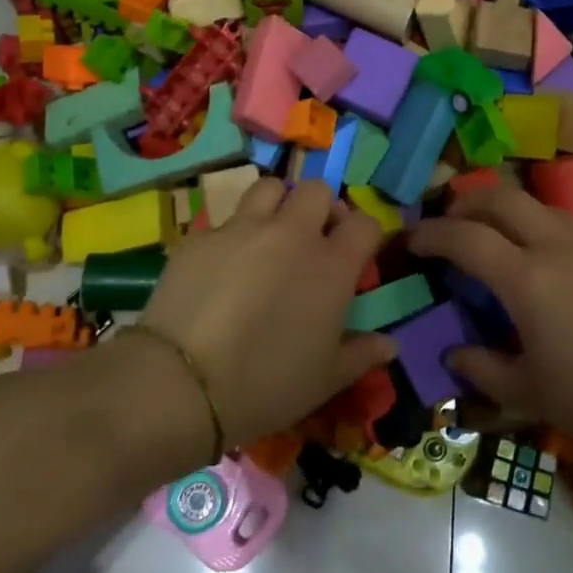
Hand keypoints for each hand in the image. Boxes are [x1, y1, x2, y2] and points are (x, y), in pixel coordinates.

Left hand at [141, 178, 394, 447]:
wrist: (182, 384)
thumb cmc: (266, 385)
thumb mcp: (325, 379)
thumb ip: (361, 354)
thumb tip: (390, 346)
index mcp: (331, 266)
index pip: (365, 223)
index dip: (363, 234)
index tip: (354, 255)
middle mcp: (291, 234)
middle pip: (317, 189)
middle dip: (320, 208)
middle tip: (311, 239)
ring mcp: (242, 229)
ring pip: (269, 188)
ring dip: (277, 204)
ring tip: (268, 235)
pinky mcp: (201, 236)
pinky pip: (225, 220)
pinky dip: (233, 234)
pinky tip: (221, 266)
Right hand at [407, 186, 572, 455]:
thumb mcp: (533, 394)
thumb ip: (484, 371)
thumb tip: (454, 355)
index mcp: (527, 280)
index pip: (464, 237)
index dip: (430, 234)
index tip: (411, 242)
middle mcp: (556, 247)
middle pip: (500, 198)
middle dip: (463, 203)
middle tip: (447, 225)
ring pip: (535, 204)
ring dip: (502, 210)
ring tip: (490, 237)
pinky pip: (564, 222)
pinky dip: (536, 225)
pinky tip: (541, 259)